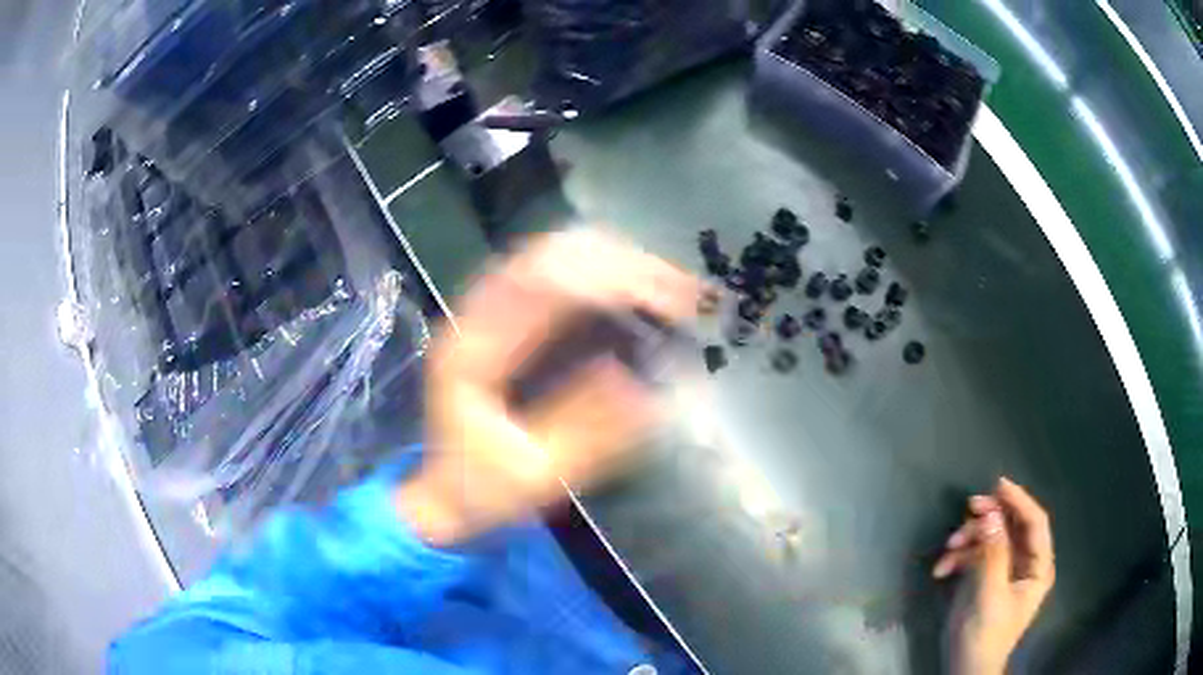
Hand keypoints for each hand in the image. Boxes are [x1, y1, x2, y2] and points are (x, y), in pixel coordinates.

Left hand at [398, 231, 699, 545]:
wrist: (445, 495)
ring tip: (670, 284)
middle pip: (548, 258)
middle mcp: (474, 318)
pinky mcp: (503, 319)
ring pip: (552, 257)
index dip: (607, 280)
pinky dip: (599, 273)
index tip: (665, 296)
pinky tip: (635, 286)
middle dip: (620, 264)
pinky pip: (553, 275)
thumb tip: (639, 377)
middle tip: (680, 289)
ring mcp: (486, 313)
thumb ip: (584, 430)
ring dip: (613, 262)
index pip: (540, 287)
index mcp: (473, 352)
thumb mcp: (535, 474)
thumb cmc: (484, 489)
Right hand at [933, 478, 1054, 674]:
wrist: (964, 668)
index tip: (998, 484)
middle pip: (1012, 526)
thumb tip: (991, 514)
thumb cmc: (985, 635)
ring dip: (969, 538)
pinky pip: (974, 556)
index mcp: (1037, 566)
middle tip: (969, 507)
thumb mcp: (990, 595)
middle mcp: (1024, 563)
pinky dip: (957, 558)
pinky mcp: (985, 578)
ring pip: (991, 538)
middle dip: (990, 517)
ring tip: (949, 547)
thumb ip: (993, 555)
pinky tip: (941, 570)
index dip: (1020, 501)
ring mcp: (1004, 570)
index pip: (1035, 523)